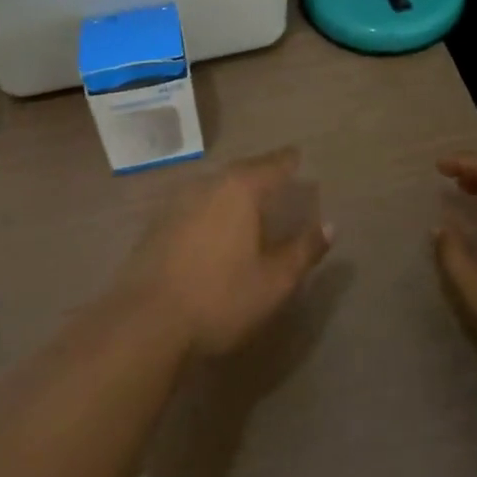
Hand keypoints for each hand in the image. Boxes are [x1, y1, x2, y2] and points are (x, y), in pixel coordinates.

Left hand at [119, 147, 333, 356]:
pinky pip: (195, 204)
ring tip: (249, 201)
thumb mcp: (274, 281)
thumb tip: (329, 226)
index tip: (298, 157)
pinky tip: (214, 225)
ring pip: (215, 186)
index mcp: (240, 189)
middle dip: (261, 173)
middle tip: (277, 178)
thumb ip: (303, 250)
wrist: (146, 320)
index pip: (272, 165)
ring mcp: (178, 201)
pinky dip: (211, 208)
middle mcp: (208, 184)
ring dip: (234, 190)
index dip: (288, 161)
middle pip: (241, 171)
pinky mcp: (158, 223)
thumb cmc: (220, 297)